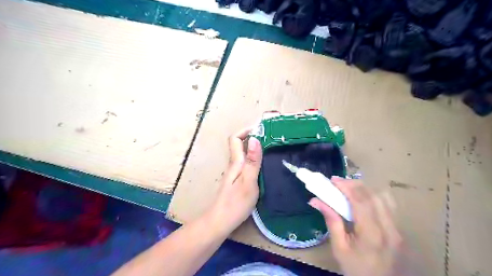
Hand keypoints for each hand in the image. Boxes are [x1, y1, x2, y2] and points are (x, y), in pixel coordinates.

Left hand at [207, 127, 263, 234]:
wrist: (220, 222)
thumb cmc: (235, 203)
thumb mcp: (248, 182)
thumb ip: (253, 162)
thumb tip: (255, 139)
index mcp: (236, 162)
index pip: (235, 138)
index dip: (246, 130)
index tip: (261, 129)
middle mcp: (234, 164)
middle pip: (240, 145)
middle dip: (254, 137)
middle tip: (272, 138)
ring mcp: (235, 173)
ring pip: (244, 154)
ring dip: (256, 148)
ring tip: (272, 149)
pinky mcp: (238, 180)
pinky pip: (247, 163)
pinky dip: (256, 159)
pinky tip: (265, 165)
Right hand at [309, 176, 409, 275]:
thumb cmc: (356, 270)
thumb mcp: (339, 248)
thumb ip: (331, 221)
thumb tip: (315, 200)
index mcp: (371, 234)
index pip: (360, 201)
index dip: (346, 187)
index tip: (333, 180)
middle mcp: (389, 228)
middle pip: (373, 195)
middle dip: (354, 184)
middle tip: (338, 182)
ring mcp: (398, 229)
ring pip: (384, 197)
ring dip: (365, 189)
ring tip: (350, 189)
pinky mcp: (400, 230)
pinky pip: (389, 205)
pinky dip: (374, 196)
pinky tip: (364, 199)